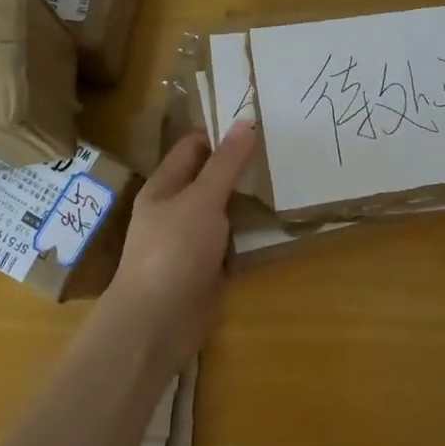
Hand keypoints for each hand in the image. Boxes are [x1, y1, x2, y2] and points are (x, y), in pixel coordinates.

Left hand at [104, 121, 258, 370]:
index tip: (259, 125)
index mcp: (165, 186)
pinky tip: (277, 224)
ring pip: (225, 211)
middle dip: (242, 167)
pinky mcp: (207, 268)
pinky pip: (232, 243)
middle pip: (212, 178)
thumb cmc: (173, 251)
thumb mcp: (202, 199)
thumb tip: (245, 121)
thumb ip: (225, 163)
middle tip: (281, 151)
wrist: (157, 324)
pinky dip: (250, 236)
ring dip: (249, 202)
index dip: (222, 134)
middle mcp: (176, 209)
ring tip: (287, 181)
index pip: (194, 146)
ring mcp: (192, 241)